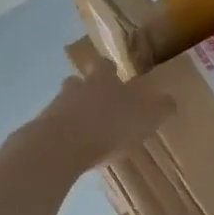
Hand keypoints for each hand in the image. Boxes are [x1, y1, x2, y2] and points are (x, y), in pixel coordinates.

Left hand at [36, 52, 172, 169]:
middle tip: (101, 105)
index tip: (115, 75)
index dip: (109, 70)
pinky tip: (75, 149)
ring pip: (65, 103)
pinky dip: (65, 134)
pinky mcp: (41, 129)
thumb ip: (160, 108)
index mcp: (102, 79)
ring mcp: (55, 107)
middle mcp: (77, 87)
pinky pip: (56, 127)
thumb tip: (171, 100)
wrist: (59, 147)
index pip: (104, 65)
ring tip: (88, 131)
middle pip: (80, 81)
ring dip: (75, 113)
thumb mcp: (146, 117)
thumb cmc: (108, 126)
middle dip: (89, 90)